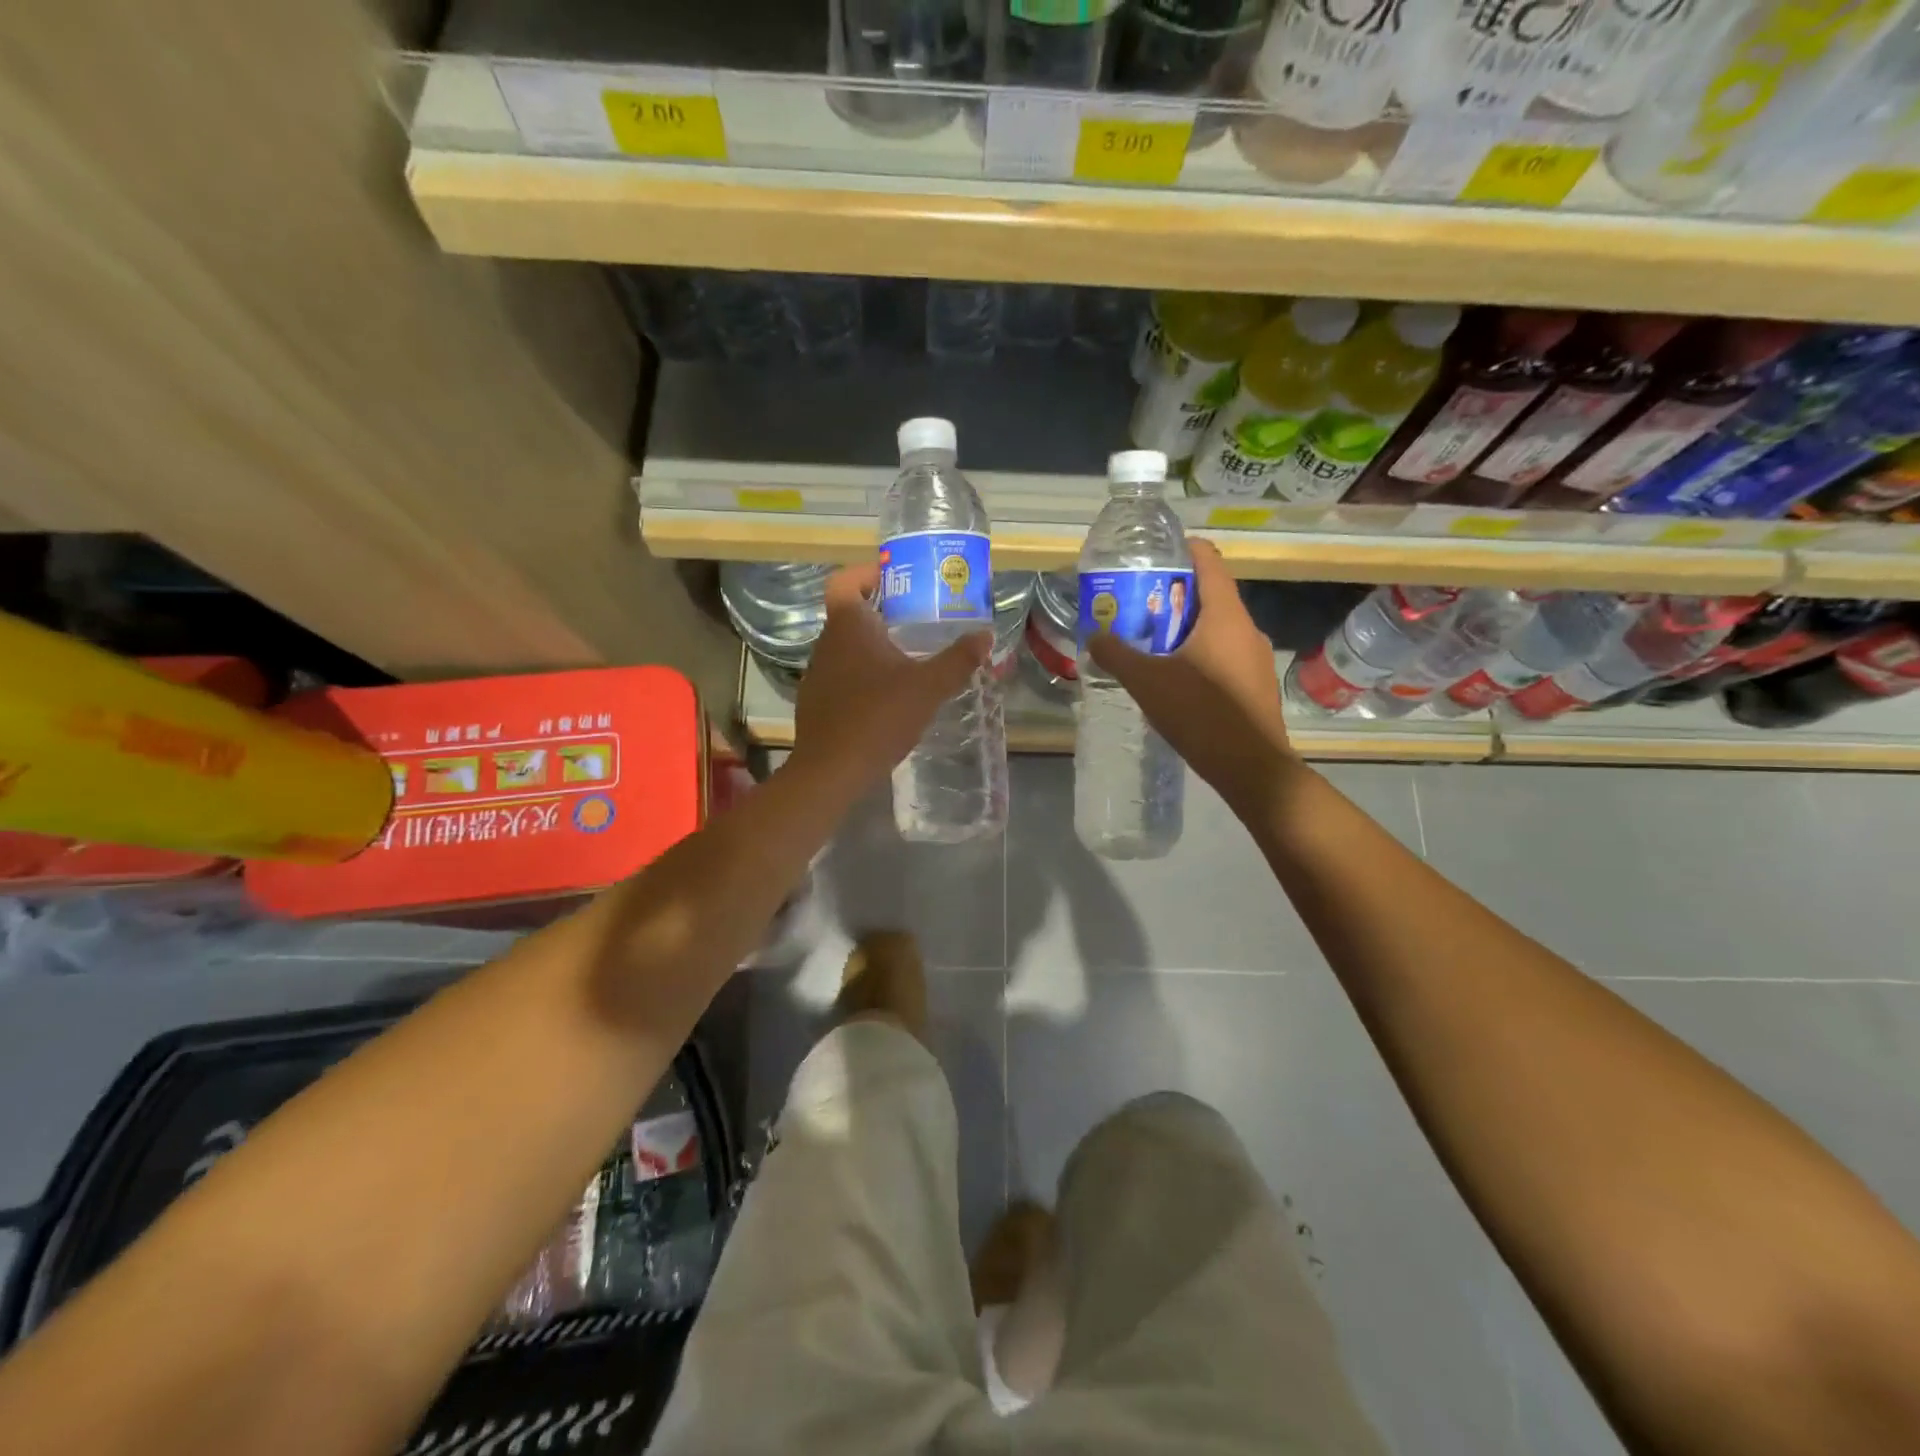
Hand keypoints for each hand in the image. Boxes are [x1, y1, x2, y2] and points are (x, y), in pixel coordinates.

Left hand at [789, 561, 990, 795]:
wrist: (832, 769)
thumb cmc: (879, 716)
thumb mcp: (928, 687)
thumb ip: (958, 660)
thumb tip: (985, 636)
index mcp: (848, 626)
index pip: (845, 581)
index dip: (866, 574)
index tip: (895, 581)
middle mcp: (827, 643)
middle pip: (849, 614)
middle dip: (880, 614)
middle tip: (916, 621)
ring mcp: (817, 674)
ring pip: (846, 648)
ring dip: (872, 648)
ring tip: (907, 660)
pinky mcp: (815, 702)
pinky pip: (841, 677)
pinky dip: (862, 677)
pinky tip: (886, 698)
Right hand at [1087, 541, 1296, 810]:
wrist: (1251, 767)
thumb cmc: (1201, 713)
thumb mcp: (1148, 682)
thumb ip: (1117, 654)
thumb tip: (1095, 636)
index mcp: (1225, 616)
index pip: (1209, 562)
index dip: (1184, 550)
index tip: (1155, 554)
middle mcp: (1246, 629)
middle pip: (1209, 596)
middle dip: (1173, 595)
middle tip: (1137, 603)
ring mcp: (1255, 658)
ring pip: (1216, 628)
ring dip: (1184, 628)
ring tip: (1148, 640)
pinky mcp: (1255, 685)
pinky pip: (1223, 654)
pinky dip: (1198, 653)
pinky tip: (1174, 676)